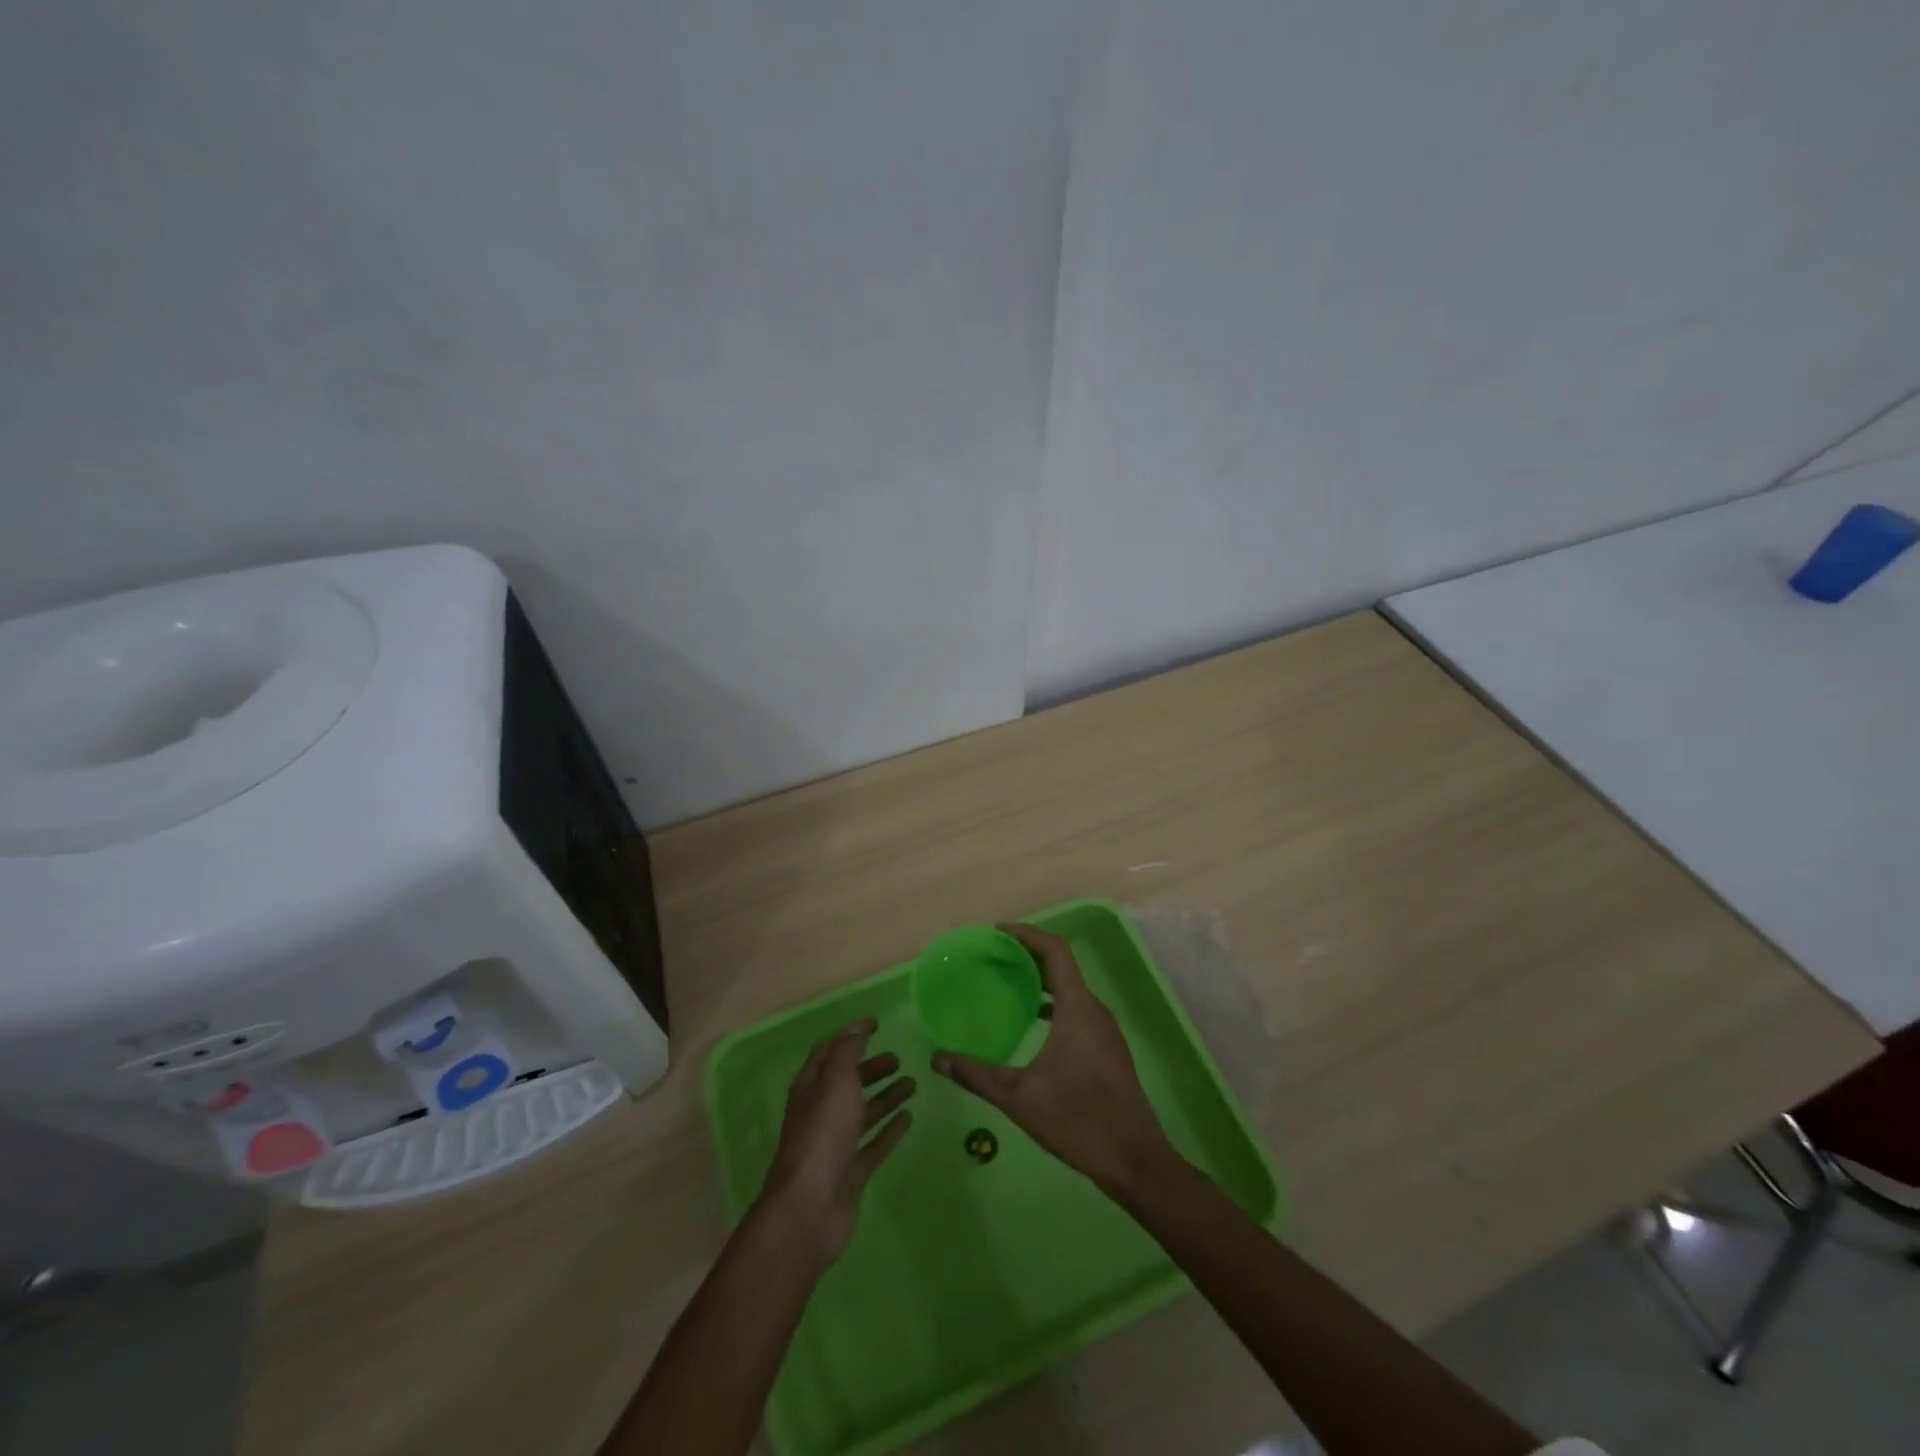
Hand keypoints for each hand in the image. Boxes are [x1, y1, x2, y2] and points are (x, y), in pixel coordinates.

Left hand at [759, 1017, 915, 1267]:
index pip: (829, 1051)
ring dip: (885, 1096)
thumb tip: (857, 1030)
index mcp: (811, 1088)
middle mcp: (821, 1112)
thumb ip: (848, 1052)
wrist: (810, 1208)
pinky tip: (908, 1118)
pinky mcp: (851, 1172)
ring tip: (912, 1084)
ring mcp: (836, 1144)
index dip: (851, 1035)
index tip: (876, 1023)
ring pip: (863, 1112)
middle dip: (871, 1067)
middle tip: (899, 1058)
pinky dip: (890, 1129)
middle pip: (847, 1082)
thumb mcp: (835, 1081)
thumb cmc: (822, 1134)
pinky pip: (874, 1143)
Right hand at [933, 924, 1176, 1196]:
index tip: (996, 933)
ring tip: (1006, 986)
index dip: (1026, 934)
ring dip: (1041, 981)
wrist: (1135, 1161)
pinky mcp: (1108, 1049)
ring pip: (1070, 990)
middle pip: (1062, 966)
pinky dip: (1053, 1004)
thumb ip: (976, 1074)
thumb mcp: (1018, 1097)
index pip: (1054, 950)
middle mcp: (1095, 1010)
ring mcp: (1105, 1030)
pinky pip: (1077, 1010)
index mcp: (1078, 1008)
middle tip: (992, 958)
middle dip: (1027, 956)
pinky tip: (1031, 1024)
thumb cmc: (1078, 1120)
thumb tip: (937, 1058)